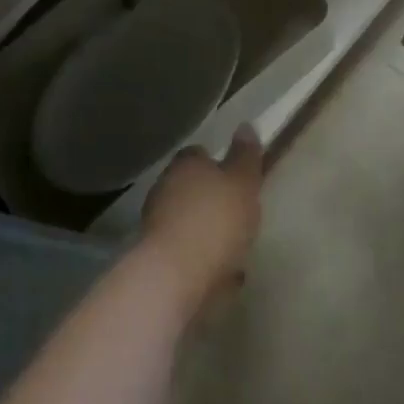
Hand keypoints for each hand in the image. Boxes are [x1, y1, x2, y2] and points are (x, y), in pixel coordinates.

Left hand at [139, 125, 264, 309]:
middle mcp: (165, 188)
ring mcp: (157, 224)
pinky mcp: (157, 258)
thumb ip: (246, 157)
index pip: (198, 154)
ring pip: (187, 219)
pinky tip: (224, 272)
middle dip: (211, 197)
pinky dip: (203, 255)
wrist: (175, 276)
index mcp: (185, 165)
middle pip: (190, 186)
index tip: (235, 176)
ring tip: (235, 244)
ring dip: (206, 228)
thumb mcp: (242, 183)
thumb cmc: (214, 220)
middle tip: (238, 210)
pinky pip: (187, 250)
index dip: (217, 163)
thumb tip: (246, 126)